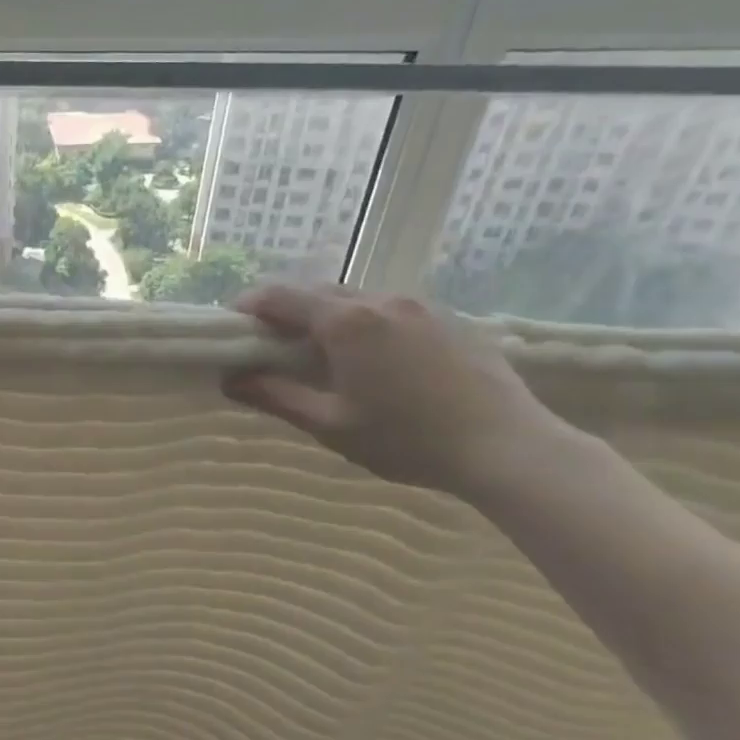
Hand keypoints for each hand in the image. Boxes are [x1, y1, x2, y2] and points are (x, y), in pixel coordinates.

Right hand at [223, 284, 571, 500]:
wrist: (508, 446)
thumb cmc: (407, 439)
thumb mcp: (329, 425)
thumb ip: (276, 397)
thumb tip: (231, 380)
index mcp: (346, 323)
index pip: (280, 297)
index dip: (249, 307)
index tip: (232, 328)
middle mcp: (381, 301)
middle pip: (317, 292)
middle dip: (286, 312)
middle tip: (270, 346)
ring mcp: (420, 306)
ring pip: (356, 299)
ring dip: (326, 317)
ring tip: (319, 354)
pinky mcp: (448, 319)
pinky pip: (389, 310)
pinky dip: (362, 323)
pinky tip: (369, 360)